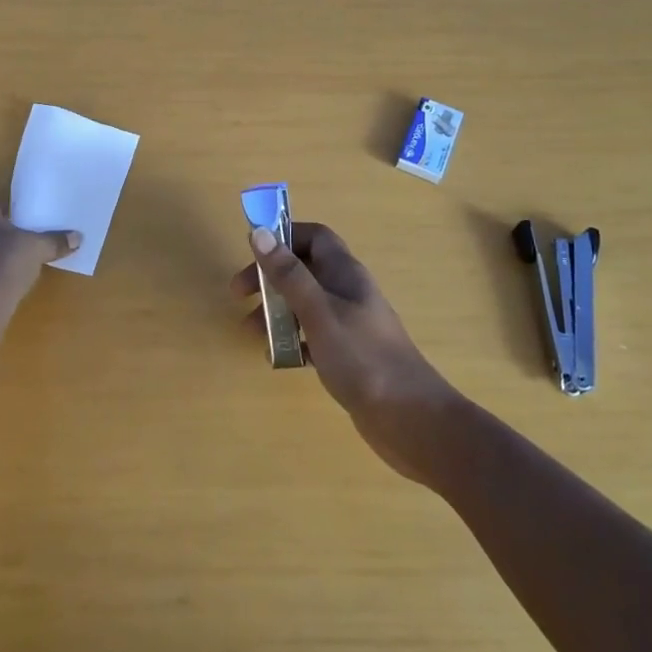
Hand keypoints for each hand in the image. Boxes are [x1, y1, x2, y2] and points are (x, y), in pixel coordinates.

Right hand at [233, 222, 460, 482]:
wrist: (410, 418)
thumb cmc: (362, 357)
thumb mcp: (319, 312)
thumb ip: (289, 274)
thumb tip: (260, 233)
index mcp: (345, 273)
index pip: (315, 237)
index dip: (284, 236)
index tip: (254, 251)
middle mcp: (348, 291)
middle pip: (304, 269)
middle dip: (271, 277)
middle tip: (240, 296)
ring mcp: (350, 323)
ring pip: (306, 303)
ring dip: (277, 310)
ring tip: (252, 333)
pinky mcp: (349, 353)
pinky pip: (313, 334)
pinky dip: (293, 339)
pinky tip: (278, 357)